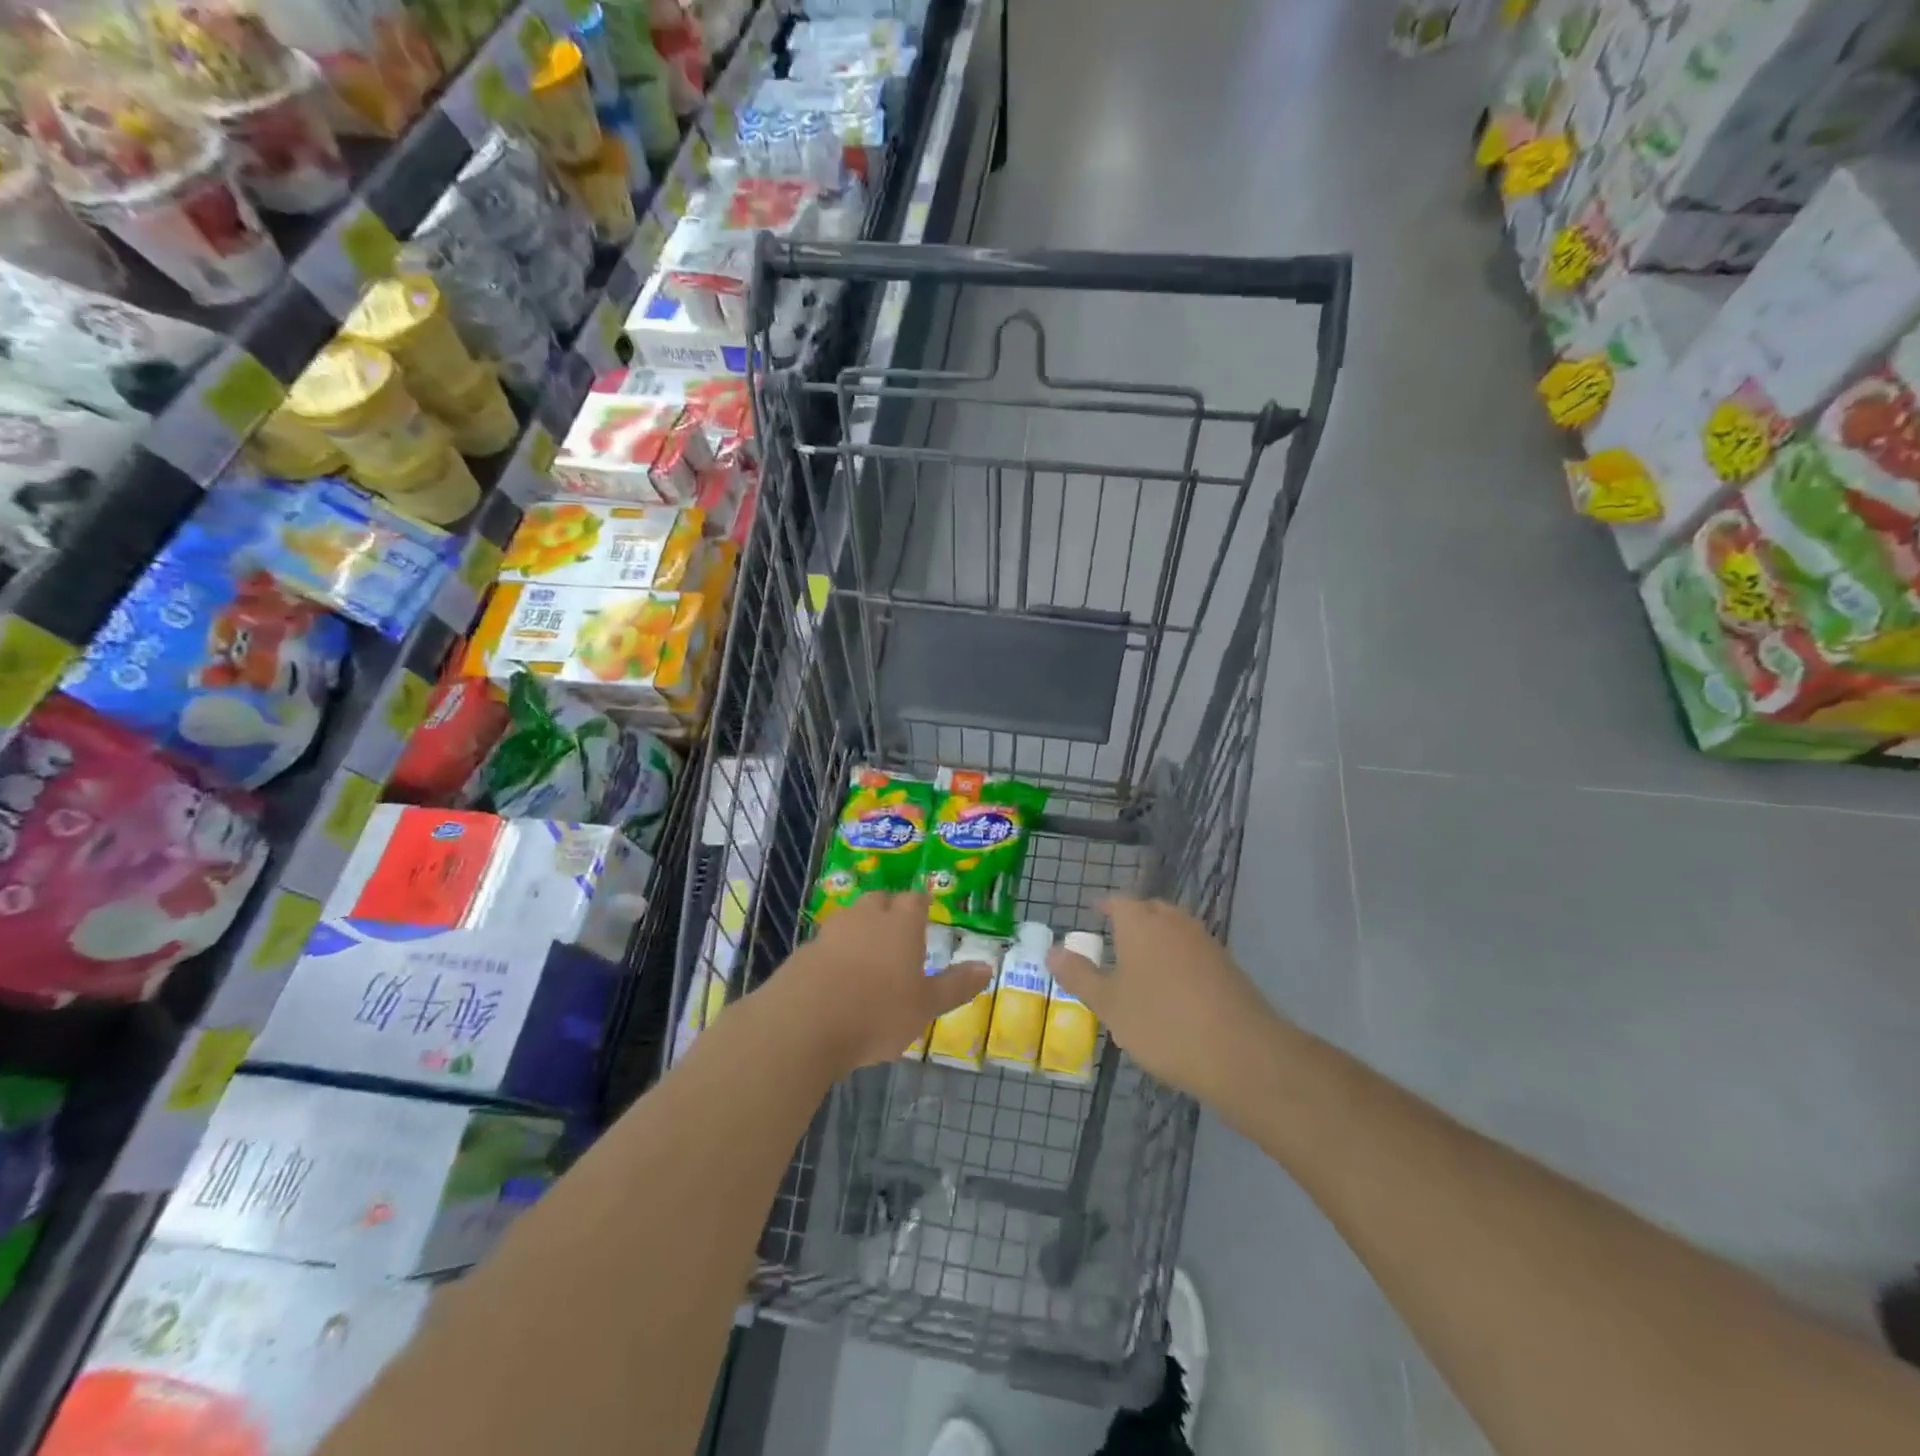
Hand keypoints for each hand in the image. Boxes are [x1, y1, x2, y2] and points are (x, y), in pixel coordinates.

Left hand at [774, 892, 992, 1072]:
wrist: (803, 1024)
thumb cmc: (877, 1012)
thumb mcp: (925, 1006)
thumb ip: (955, 986)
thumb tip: (986, 967)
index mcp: (900, 925)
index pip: (914, 900)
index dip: (920, 905)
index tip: (924, 913)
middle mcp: (865, 918)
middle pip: (878, 901)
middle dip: (888, 911)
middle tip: (896, 933)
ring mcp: (830, 932)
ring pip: (849, 920)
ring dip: (858, 931)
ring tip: (866, 958)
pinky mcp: (803, 953)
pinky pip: (825, 945)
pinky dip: (833, 956)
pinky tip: (836, 981)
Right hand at [1048, 897, 1286, 1107]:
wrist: (1240, 1052)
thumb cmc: (1161, 1023)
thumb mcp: (1108, 1004)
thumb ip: (1079, 975)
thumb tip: (1052, 950)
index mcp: (1140, 922)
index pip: (1118, 901)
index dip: (1104, 907)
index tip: (1094, 915)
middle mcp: (1173, 921)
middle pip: (1149, 910)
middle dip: (1132, 921)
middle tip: (1115, 942)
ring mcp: (1204, 942)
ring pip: (1173, 930)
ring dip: (1157, 941)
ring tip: (1141, 968)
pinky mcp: (1227, 966)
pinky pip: (1193, 952)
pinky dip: (1179, 961)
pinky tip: (1173, 991)